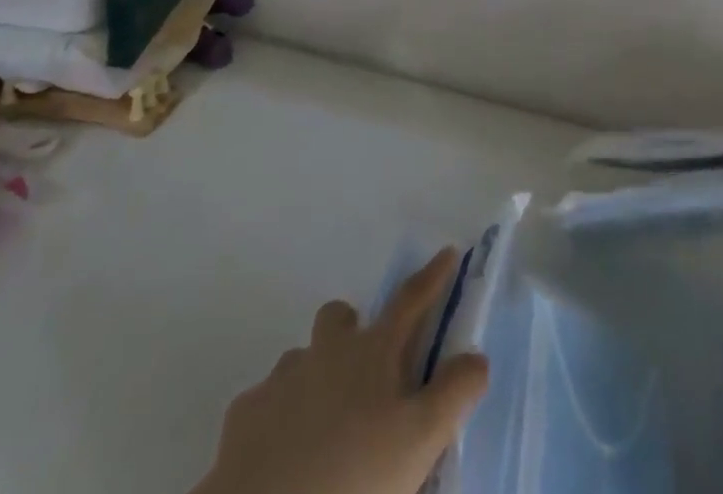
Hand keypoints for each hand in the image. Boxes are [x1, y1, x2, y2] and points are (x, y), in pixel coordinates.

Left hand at [197, 248, 489, 493]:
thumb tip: (478, 356)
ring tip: (323, 428)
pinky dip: (278, 419)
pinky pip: (266, 403)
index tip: (447, 252)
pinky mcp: (244, 416)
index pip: (410, 300)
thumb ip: (452, 395)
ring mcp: (281, 379)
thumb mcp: (419, 442)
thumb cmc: (355, 478)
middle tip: (364, 369)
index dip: (432, 277)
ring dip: (314, 378)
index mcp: (372, 352)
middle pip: (339, 317)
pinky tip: (281, 456)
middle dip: (351, 328)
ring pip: (301, 360)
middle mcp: (326, 351)